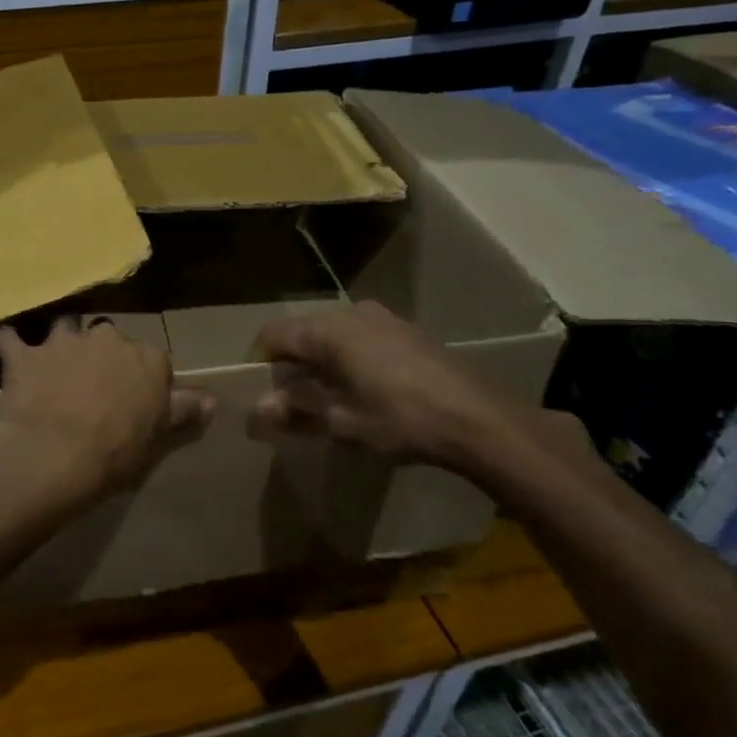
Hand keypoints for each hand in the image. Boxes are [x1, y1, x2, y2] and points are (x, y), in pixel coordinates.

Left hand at [0, 317, 213, 511]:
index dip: (142, 379)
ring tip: (54, 363)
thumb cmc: (115, 453)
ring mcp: (63, 342)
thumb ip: (183, 411)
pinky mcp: (24, 353)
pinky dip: (7, 342)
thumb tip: (210, 400)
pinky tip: (3, 347)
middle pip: (108, 338)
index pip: (153, 359)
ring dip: (61, 343)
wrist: (53, 456)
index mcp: (147, 358)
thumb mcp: (158, 438)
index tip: (134, 400)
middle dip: (102, 355)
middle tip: (94, 385)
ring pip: (64, 328)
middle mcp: (107, 338)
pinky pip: (9, 338)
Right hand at [249, 300, 512, 469]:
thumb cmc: (401, 420)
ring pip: (330, 334)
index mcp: (328, 331)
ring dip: (317, 361)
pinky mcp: (404, 330)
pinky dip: (344, 358)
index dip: (257, 362)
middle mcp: (350, 314)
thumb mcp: (341, 422)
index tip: (257, 394)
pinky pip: (357, 337)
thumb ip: (294, 411)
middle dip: (288, 364)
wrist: (479, 420)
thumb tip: (257, 410)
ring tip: (323, 397)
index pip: (273, 335)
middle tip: (287, 401)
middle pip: (301, 332)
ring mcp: (381, 318)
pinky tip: (359, 389)